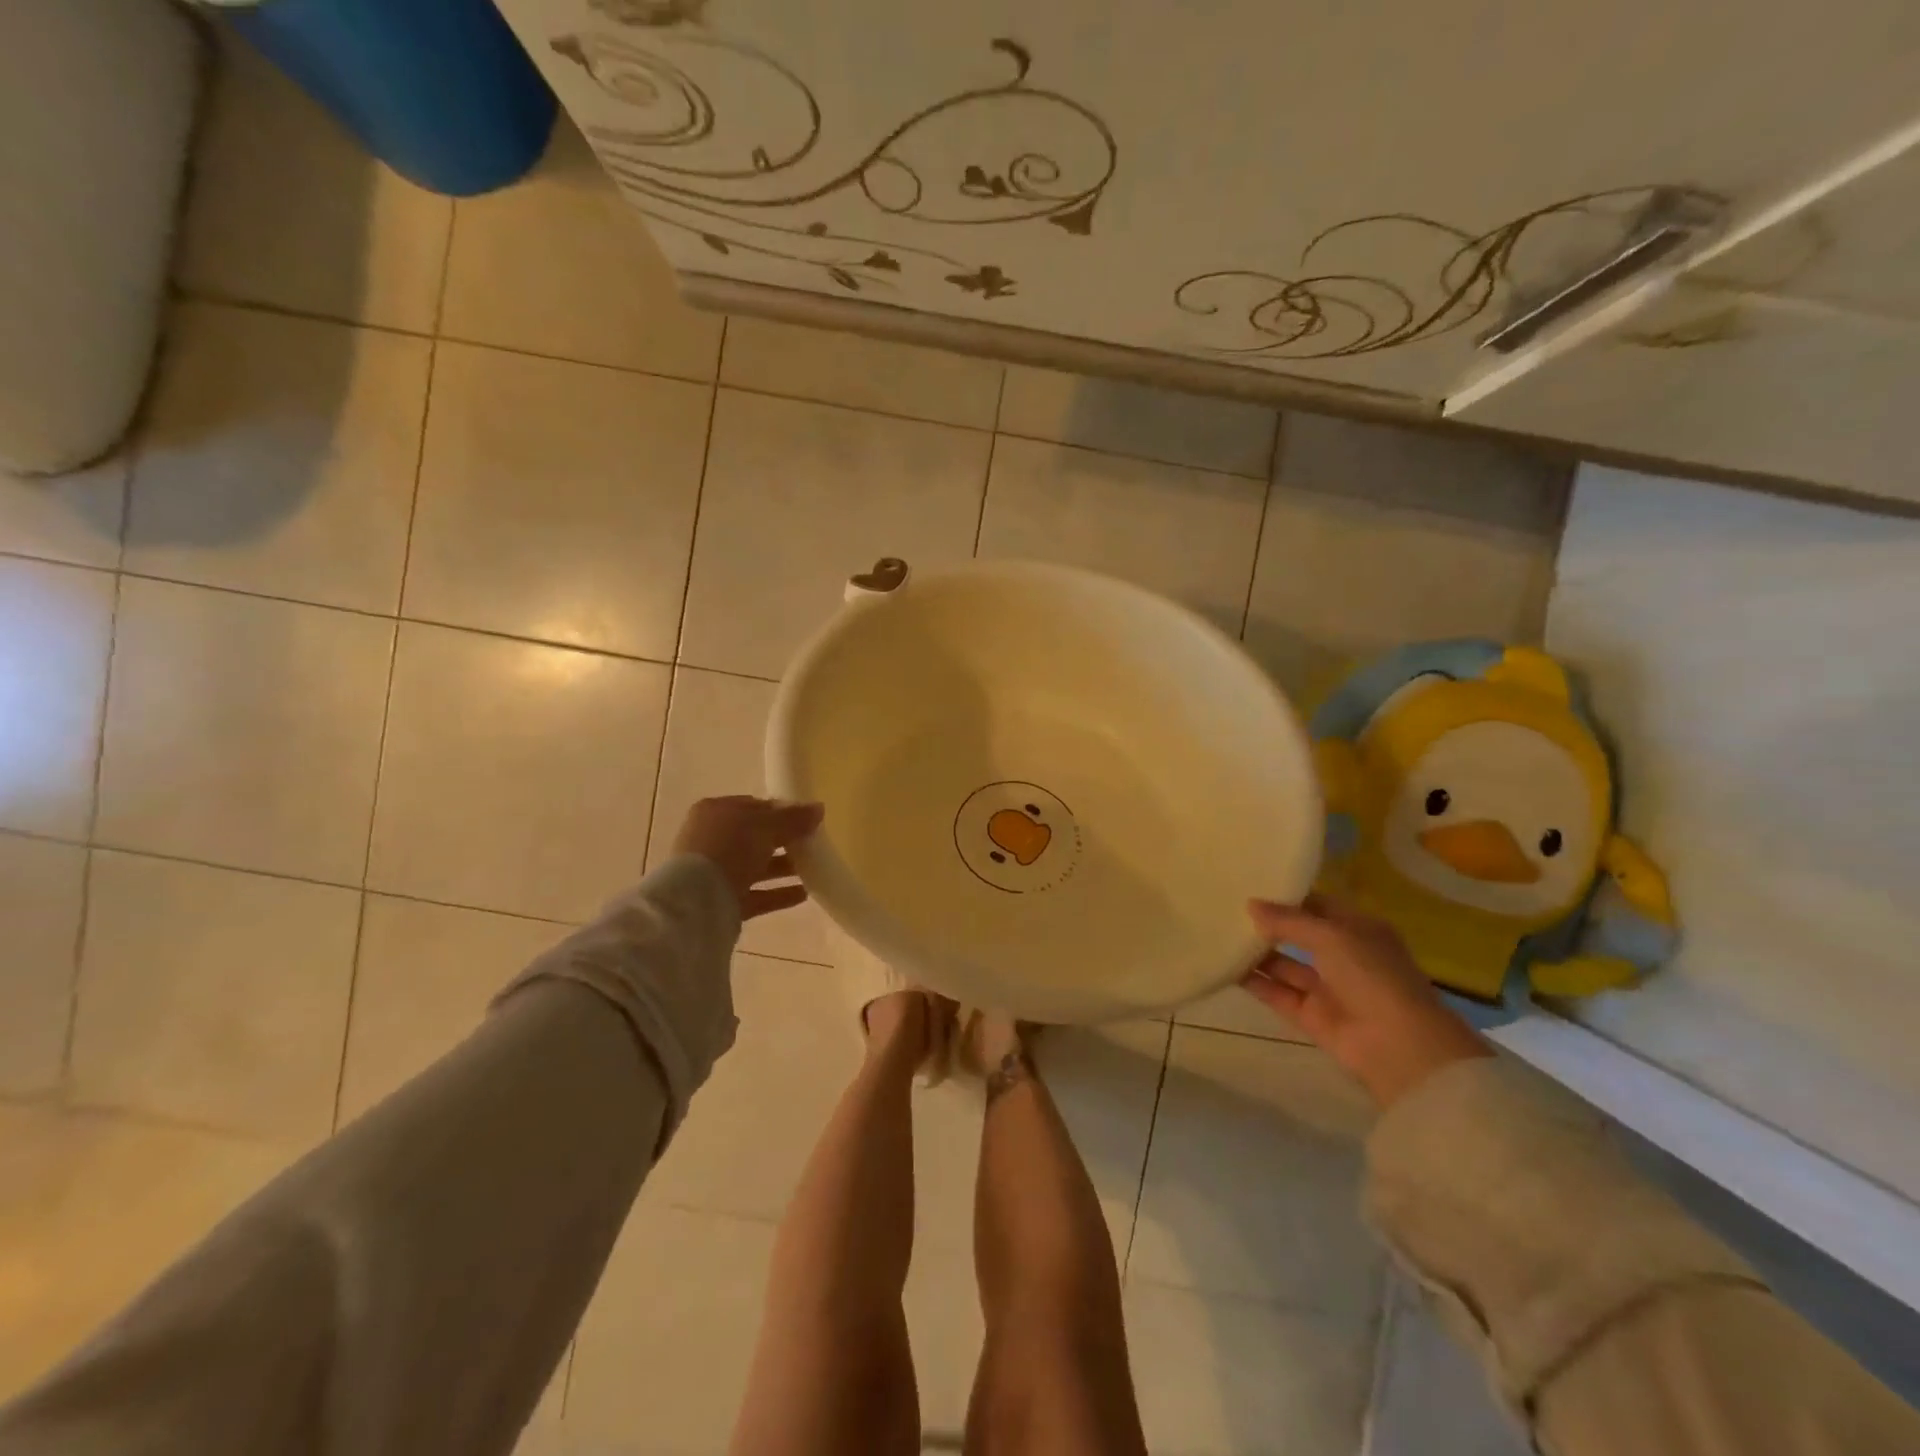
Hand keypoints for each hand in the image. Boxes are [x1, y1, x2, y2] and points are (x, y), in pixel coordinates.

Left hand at [671, 796, 823, 919]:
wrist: (697, 900)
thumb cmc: (730, 848)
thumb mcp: (766, 826)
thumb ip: (793, 818)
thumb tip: (819, 808)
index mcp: (716, 812)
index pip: (754, 807)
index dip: (781, 811)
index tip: (807, 819)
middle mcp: (712, 840)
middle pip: (756, 837)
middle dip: (784, 841)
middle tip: (813, 844)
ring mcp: (716, 872)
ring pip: (757, 866)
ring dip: (784, 867)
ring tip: (814, 869)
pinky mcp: (723, 901)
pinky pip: (756, 894)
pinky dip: (778, 893)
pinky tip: (804, 894)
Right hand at [1241, 894, 1490, 1107]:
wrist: (1399, 1048)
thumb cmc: (1373, 977)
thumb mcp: (1332, 936)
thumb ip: (1289, 921)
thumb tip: (1250, 905)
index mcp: (1360, 930)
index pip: (1318, 905)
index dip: (1288, 896)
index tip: (1251, 884)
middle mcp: (1344, 957)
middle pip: (1299, 935)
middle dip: (1268, 924)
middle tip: (1227, 907)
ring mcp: (1328, 988)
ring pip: (1285, 965)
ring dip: (1257, 952)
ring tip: (1219, 933)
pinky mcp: (1311, 1016)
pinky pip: (1277, 993)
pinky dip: (1255, 982)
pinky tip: (1226, 966)